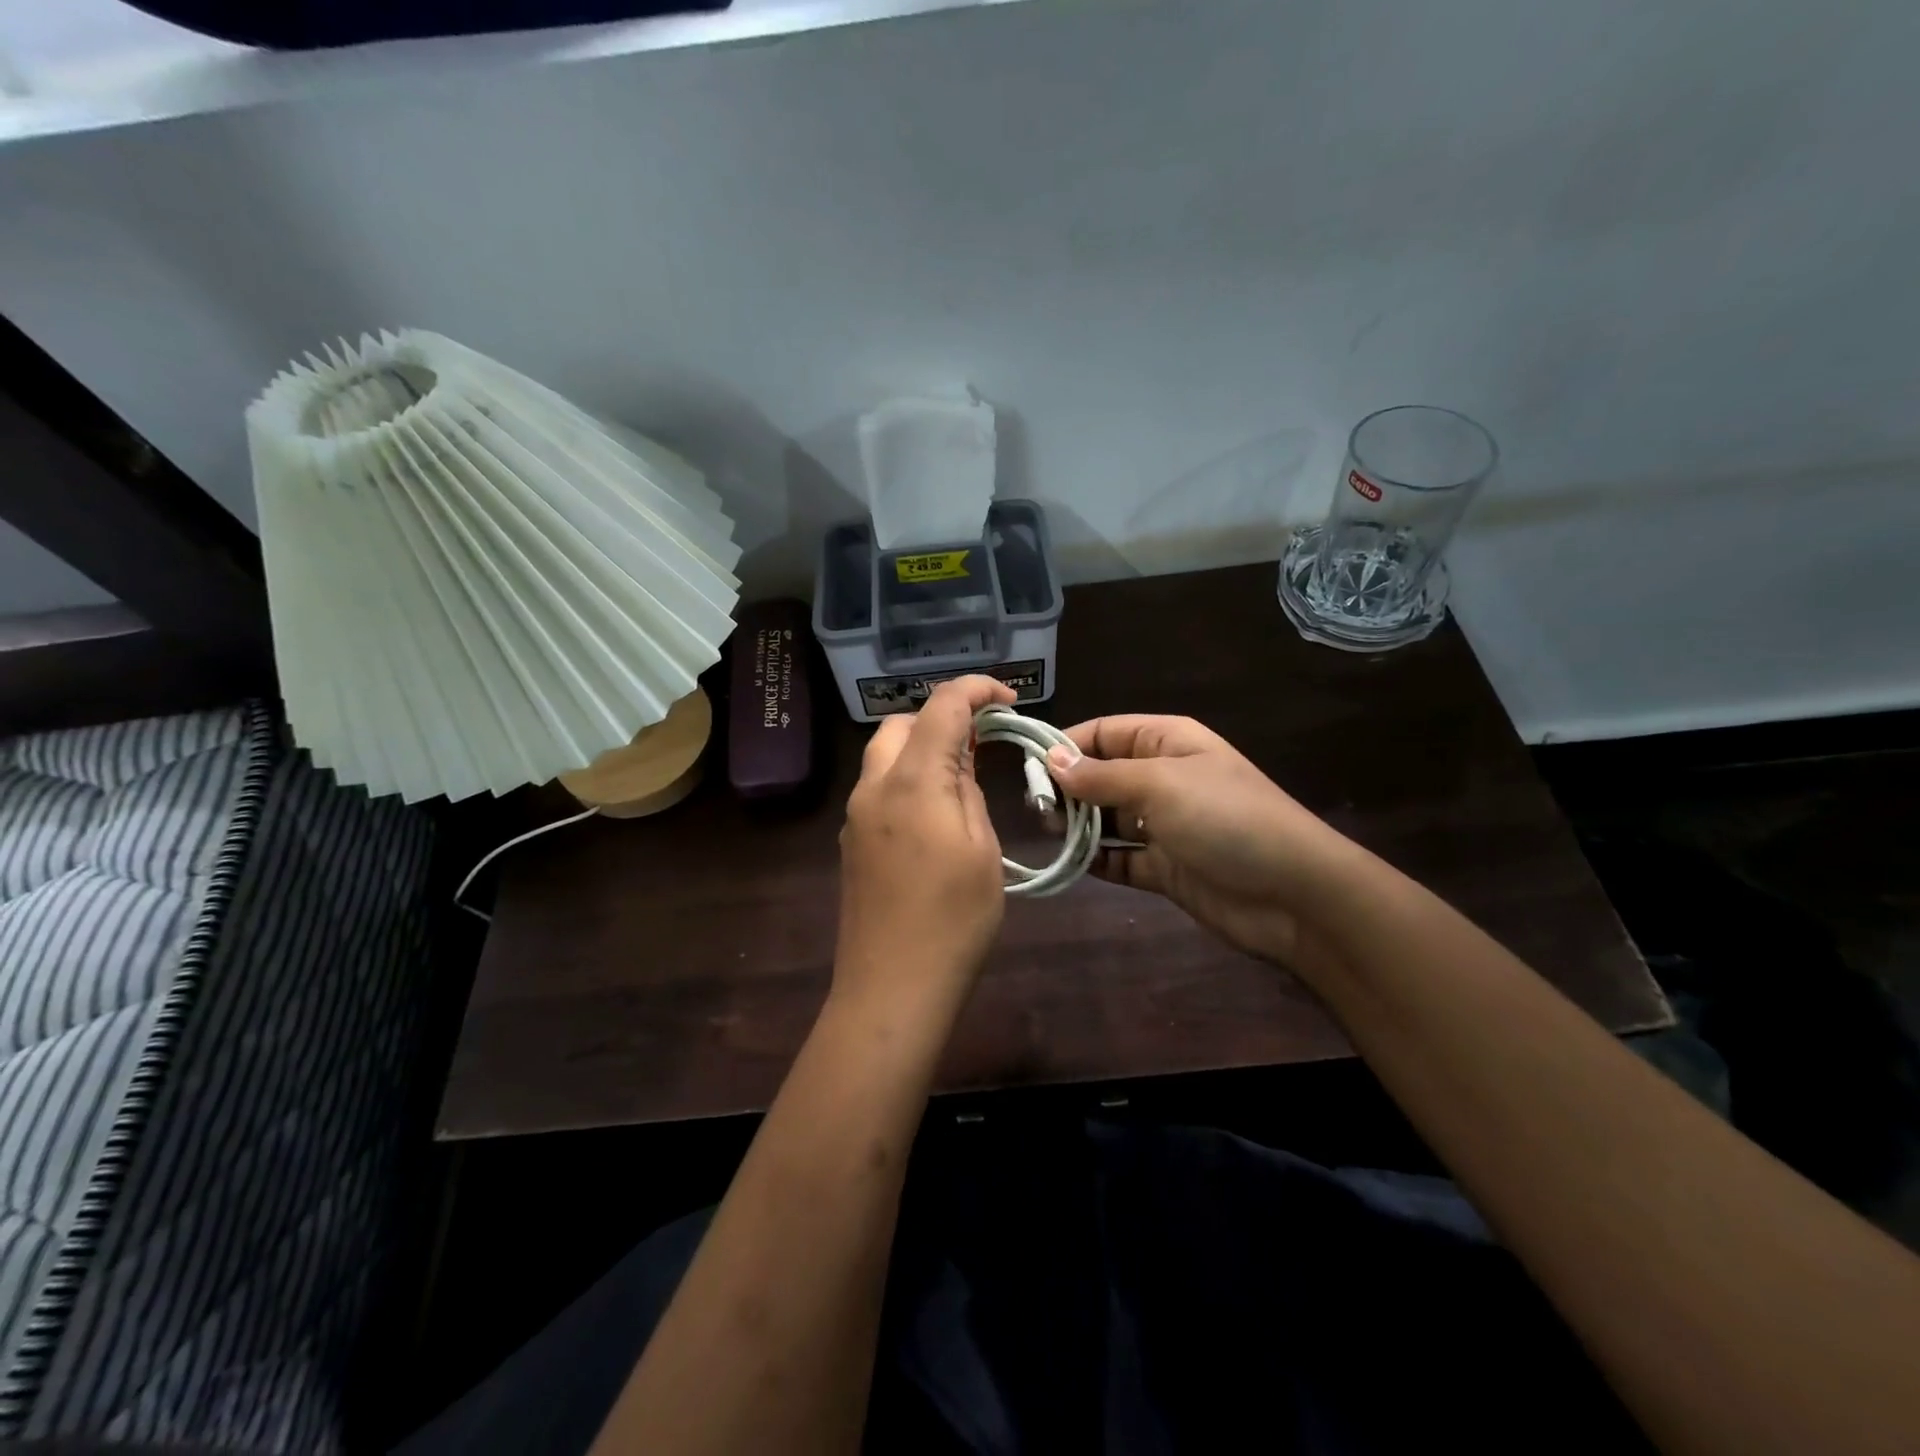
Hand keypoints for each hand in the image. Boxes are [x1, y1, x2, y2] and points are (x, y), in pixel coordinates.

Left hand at [836, 675, 1015, 1023]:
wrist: (892, 988)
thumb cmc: (953, 920)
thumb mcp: (981, 850)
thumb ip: (969, 793)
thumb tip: (960, 764)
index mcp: (913, 781)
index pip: (941, 706)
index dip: (976, 690)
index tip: (1009, 700)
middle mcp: (874, 786)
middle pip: (902, 724)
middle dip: (943, 718)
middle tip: (984, 742)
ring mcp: (855, 815)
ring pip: (885, 754)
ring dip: (922, 748)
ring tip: (964, 775)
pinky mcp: (851, 842)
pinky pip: (878, 788)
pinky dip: (907, 778)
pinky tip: (935, 812)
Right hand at [1046, 715, 1357, 978]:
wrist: (1293, 894)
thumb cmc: (1225, 819)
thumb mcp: (1159, 785)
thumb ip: (1101, 775)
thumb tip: (1051, 759)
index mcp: (1167, 743)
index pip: (1104, 732)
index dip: (1066, 745)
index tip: (1028, 768)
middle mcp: (1163, 778)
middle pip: (1101, 775)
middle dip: (1068, 788)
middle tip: (1037, 810)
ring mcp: (1164, 825)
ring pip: (1106, 818)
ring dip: (1078, 825)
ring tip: (1050, 833)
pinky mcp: (1165, 867)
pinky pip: (1119, 858)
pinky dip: (1095, 860)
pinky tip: (1070, 863)